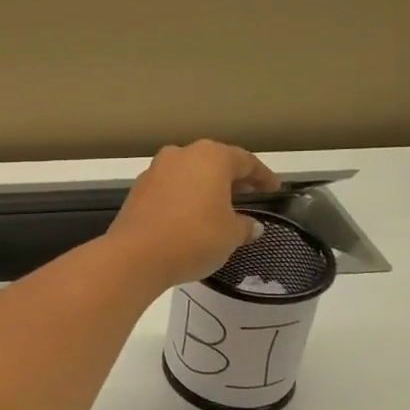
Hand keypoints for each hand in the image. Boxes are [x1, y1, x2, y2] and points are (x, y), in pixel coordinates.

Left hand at [108, 141, 279, 289]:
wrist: (135, 255)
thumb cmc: (194, 238)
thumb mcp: (231, 235)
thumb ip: (245, 226)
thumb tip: (251, 225)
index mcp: (211, 157)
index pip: (245, 161)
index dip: (262, 177)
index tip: (273, 190)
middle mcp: (181, 154)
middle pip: (214, 162)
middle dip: (232, 179)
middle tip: (248, 195)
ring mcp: (155, 170)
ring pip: (189, 173)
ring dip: (205, 187)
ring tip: (220, 207)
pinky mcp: (137, 189)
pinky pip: (170, 188)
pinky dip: (184, 197)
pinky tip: (190, 216)